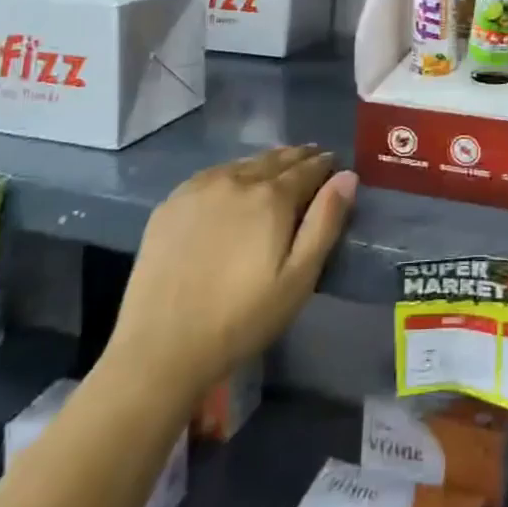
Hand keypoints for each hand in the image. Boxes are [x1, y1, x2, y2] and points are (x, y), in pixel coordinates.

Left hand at [102, 146, 354, 407]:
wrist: (160, 348)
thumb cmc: (241, 319)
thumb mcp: (298, 278)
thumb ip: (326, 222)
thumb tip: (348, 176)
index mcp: (272, 196)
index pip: (309, 168)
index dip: (326, 165)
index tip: (336, 166)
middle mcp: (237, 179)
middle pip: (277, 158)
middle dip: (299, 158)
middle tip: (313, 161)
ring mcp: (200, 188)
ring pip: (245, 163)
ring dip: (267, 163)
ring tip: (279, 170)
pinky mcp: (171, 203)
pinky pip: (213, 174)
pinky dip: (234, 173)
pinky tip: (234, 185)